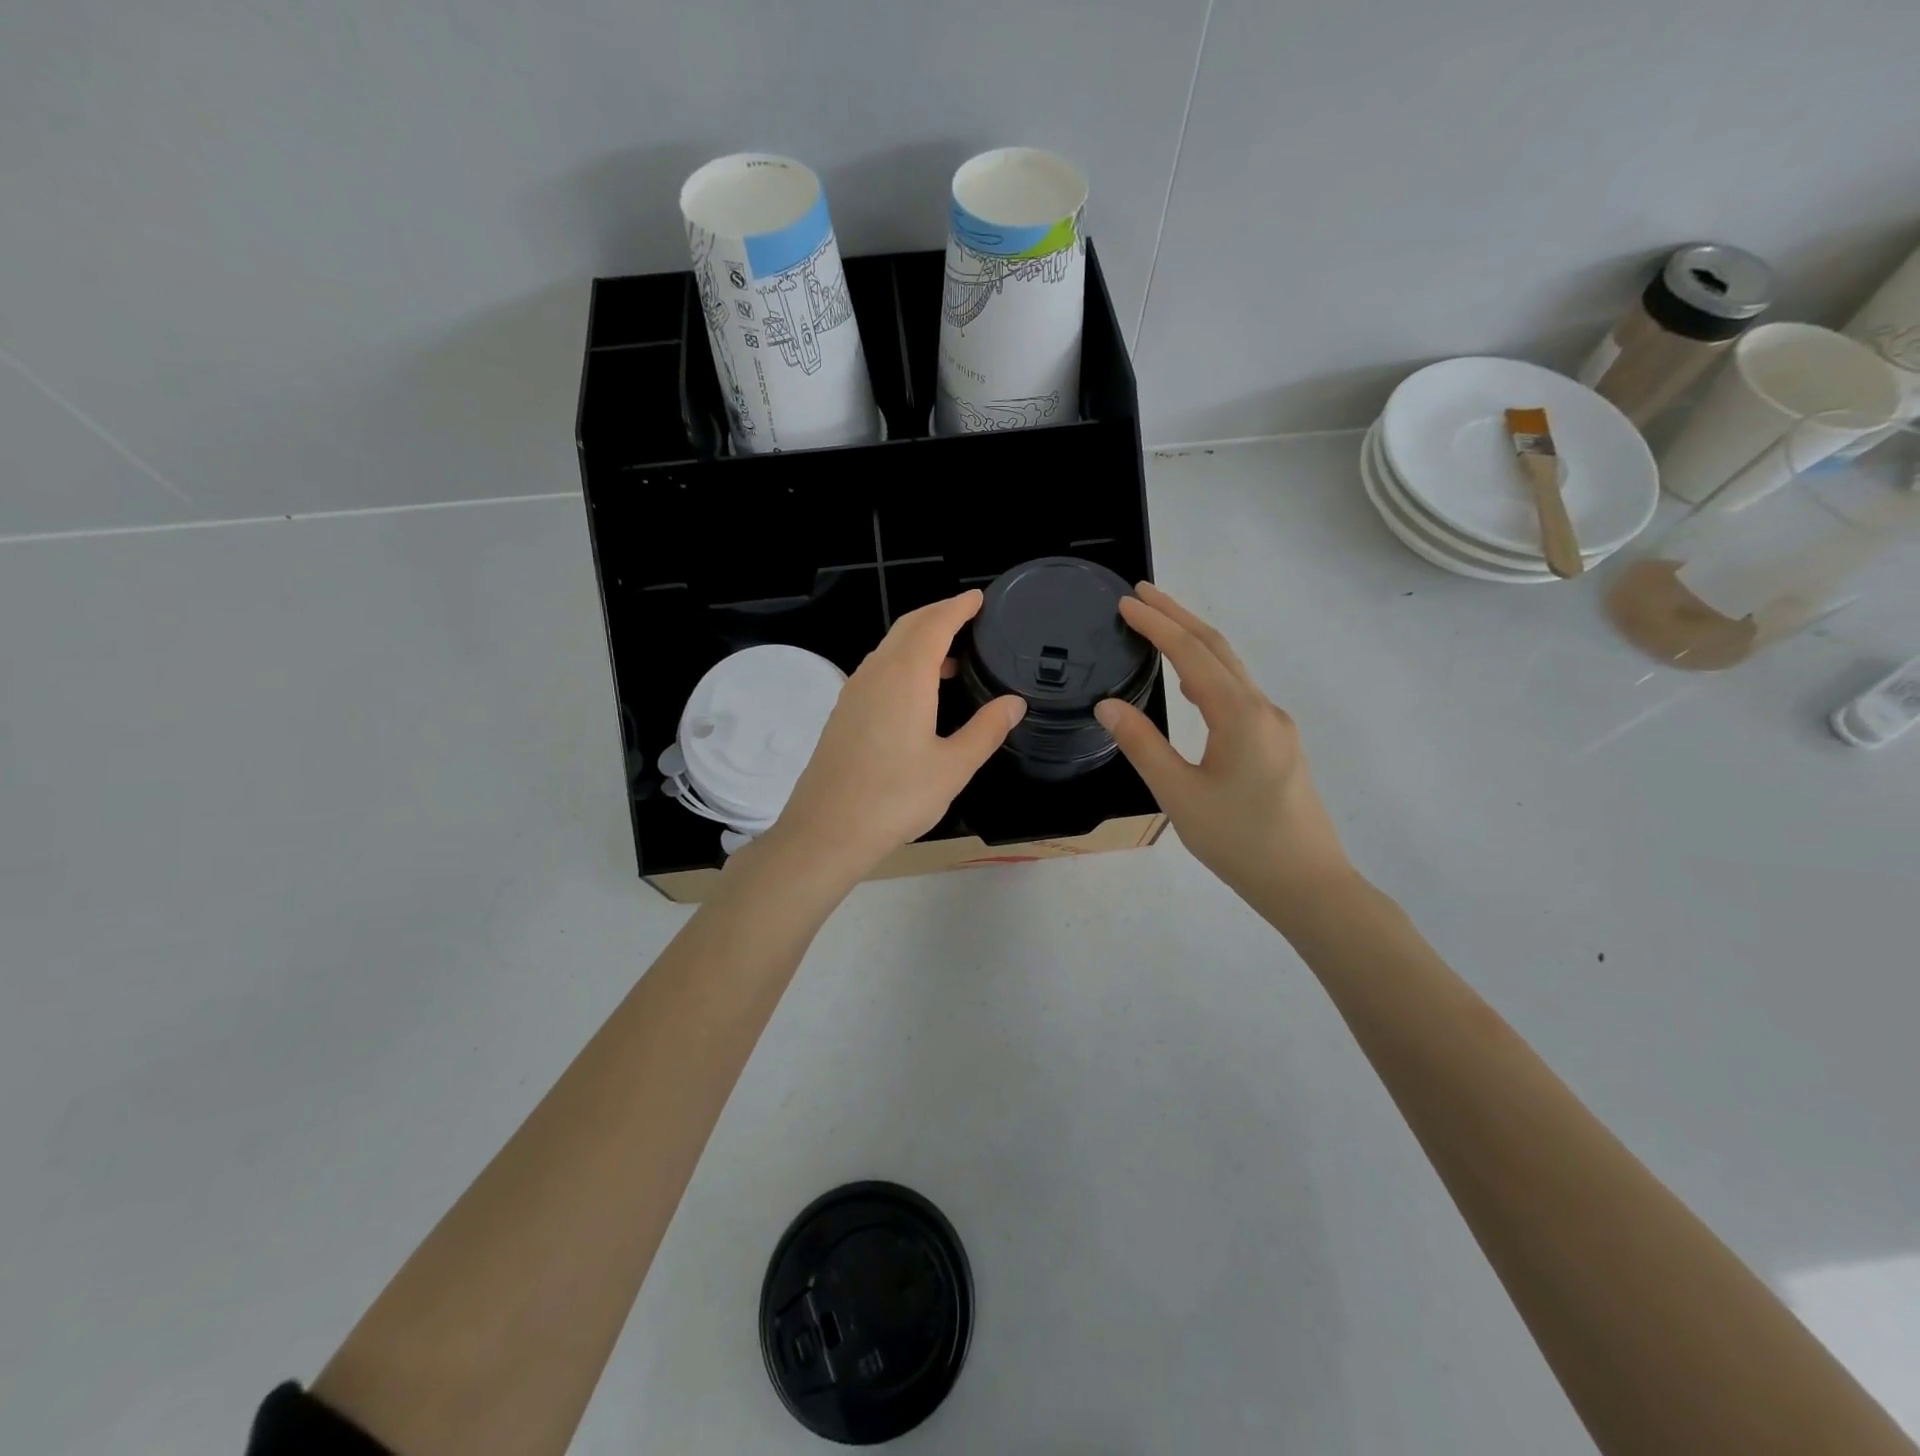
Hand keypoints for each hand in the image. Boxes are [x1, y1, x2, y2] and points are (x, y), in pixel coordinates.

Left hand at [764, 591, 1025, 885]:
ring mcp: (854, 692)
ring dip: (919, 639)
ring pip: (890, 648)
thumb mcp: (953, 767)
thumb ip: (986, 730)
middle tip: (969, 617)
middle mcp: (876, 674)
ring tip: (952, 656)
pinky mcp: (844, 712)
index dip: (958, 607)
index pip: (935, 624)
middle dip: (939, 615)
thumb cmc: (895, 798)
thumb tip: (1014, 702)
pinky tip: (919, 691)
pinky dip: (903, 661)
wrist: (827, 830)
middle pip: (908, 627)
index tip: (979, 597)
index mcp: (906, 677)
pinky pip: (878, 669)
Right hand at [1094, 583, 1351, 913]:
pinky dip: (1209, 673)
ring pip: (1231, 670)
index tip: (1125, 602)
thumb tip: (1108, 706)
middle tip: (1141, 594)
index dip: (1157, 625)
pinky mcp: (1278, 744)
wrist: (1307, 883)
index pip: (1192, 654)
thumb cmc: (1239, 842)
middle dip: (1178, 617)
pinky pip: (1238, 693)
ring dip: (1194, 643)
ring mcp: (1275, 726)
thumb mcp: (1179, 796)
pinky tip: (1192, 686)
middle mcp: (1262, 709)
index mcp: (1239, 715)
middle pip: (1217, 649)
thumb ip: (1143, 745)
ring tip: (1158, 628)